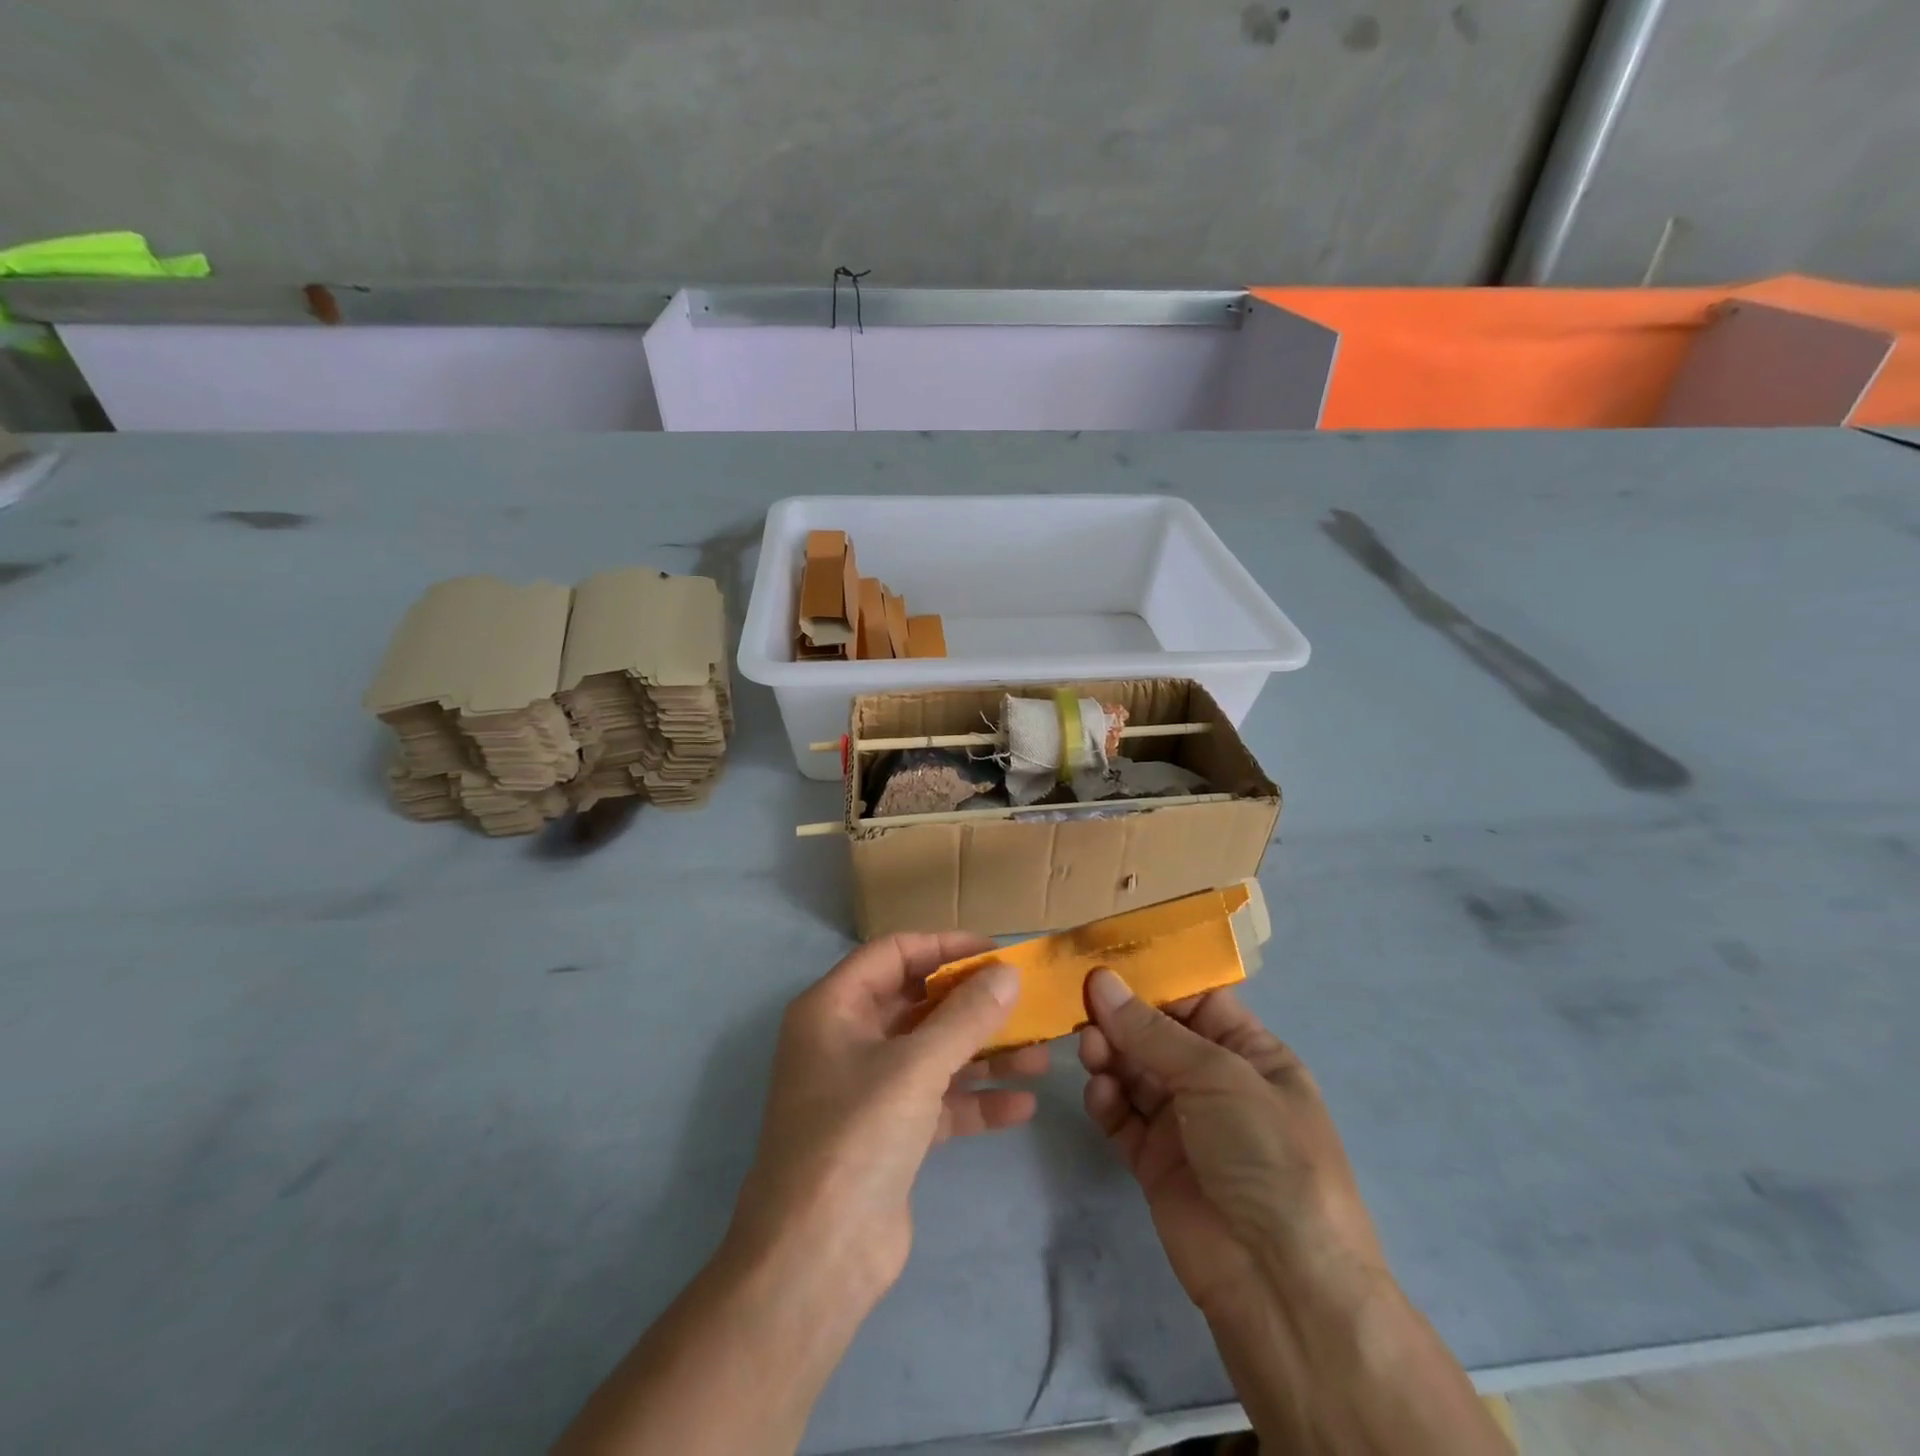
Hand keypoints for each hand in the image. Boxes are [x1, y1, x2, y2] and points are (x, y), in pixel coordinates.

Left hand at [729, 933, 1047, 1307]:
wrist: (815, 1259)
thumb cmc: (856, 1135)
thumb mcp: (915, 1066)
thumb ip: (966, 1016)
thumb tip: (1008, 974)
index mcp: (833, 1007)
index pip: (894, 953)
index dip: (946, 946)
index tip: (997, 951)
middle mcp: (847, 1039)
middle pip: (918, 1003)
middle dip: (972, 1004)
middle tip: (1026, 1001)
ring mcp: (867, 1089)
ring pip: (933, 1053)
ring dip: (984, 1053)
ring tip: (1041, 1055)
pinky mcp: (889, 1134)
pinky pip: (938, 1101)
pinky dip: (975, 1100)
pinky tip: (1022, 1105)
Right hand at [1078, 970, 1384, 1323]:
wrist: (1281, 1283)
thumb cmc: (1267, 1155)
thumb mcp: (1219, 1077)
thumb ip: (1152, 1031)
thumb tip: (1100, 980)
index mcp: (1250, 1053)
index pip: (1196, 999)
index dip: (1153, 980)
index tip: (1104, 961)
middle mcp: (1215, 1082)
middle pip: (1157, 1034)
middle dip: (1122, 1018)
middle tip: (1082, 1005)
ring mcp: (1184, 1123)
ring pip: (1134, 1072)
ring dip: (1110, 1054)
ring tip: (1090, 1048)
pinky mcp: (1154, 1161)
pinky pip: (1122, 1117)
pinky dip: (1107, 1101)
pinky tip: (1100, 1093)